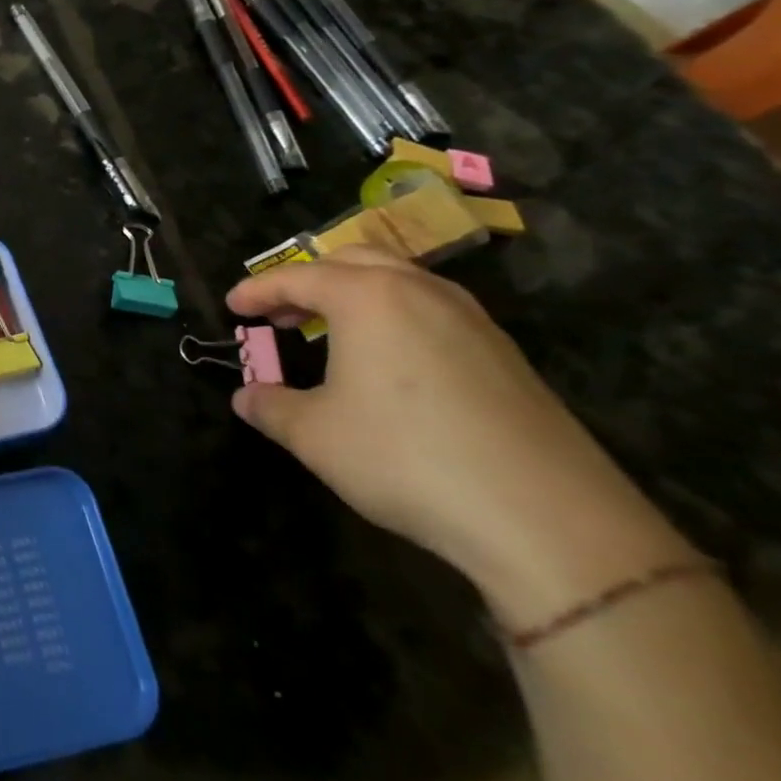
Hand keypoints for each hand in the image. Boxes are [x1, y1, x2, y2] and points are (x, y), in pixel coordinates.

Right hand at [227, 247, 690, 628]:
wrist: (548, 520)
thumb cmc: (406, 459)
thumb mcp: (315, 436)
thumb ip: (271, 407)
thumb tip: (246, 397)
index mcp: (367, 297)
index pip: (297, 276)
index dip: (257, 290)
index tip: (232, 306)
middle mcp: (420, 291)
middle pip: (353, 260)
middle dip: (309, 280)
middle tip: (280, 313)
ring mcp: (472, 319)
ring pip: (401, 281)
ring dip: (356, 294)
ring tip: (331, 331)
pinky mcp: (506, 355)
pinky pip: (434, 311)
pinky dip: (395, 317)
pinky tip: (389, 361)